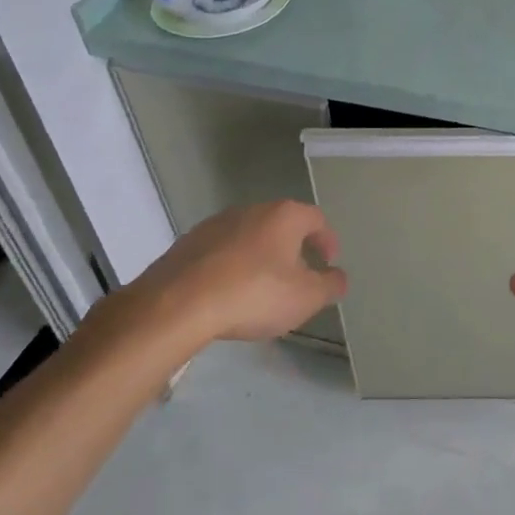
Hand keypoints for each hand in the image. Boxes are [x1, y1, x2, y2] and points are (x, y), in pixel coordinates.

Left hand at [85, 201, 346, 370]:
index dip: (327, 241)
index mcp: (284, 216)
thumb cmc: (253, 294)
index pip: (317, 219)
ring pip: (249, 237)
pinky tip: (227, 294)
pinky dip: (230, 267)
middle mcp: (251, 210)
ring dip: (260, 257)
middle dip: (293, 249)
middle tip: (297, 278)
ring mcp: (215, 224)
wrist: (176, 305)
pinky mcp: (187, 244)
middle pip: (281, 225)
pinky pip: (220, 252)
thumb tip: (338, 277)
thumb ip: (331, 285)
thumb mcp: (306, 298)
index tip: (328, 263)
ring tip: (260, 289)